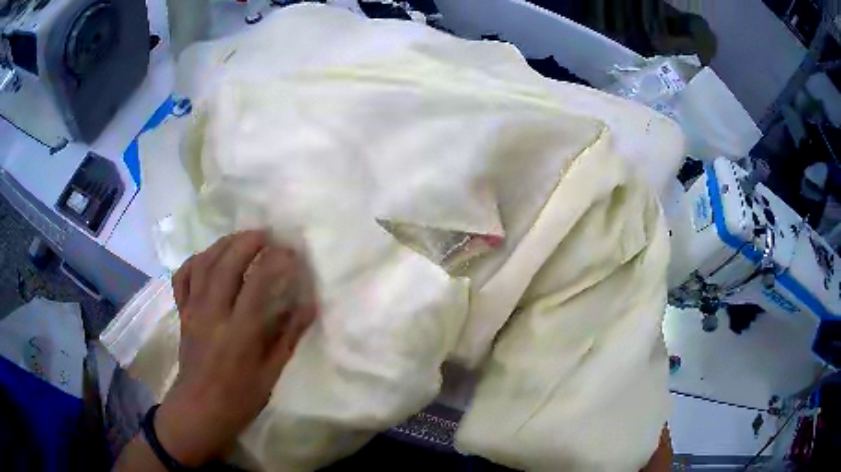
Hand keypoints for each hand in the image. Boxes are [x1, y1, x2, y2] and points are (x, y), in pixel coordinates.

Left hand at [155, 231, 316, 466]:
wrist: (199, 409)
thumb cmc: (239, 398)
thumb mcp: (270, 373)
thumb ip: (288, 336)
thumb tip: (308, 305)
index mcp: (239, 334)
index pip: (257, 285)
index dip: (274, 262)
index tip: (290, 253)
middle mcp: (213, 315)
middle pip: (226, 265)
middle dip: (247, 242)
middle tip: (266, 234)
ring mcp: (193, 311)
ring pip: (203, 265)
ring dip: (223, 244)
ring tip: (241, 237)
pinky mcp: (182, 313)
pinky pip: (182, 278)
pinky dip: (194, 261)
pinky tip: (207, 256)